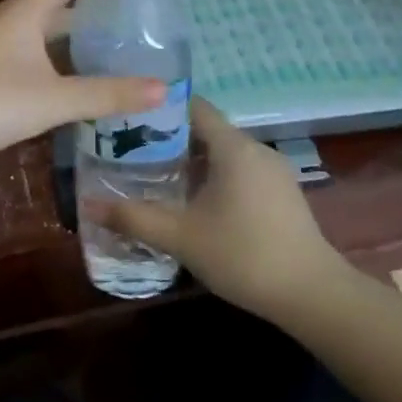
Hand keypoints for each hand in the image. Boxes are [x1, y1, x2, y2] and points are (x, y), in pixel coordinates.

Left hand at [0, 0, 164, 180]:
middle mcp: (6, 22)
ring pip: (36, 35)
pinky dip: (47, 64)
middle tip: (124, 29)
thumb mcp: (55, 99)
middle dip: (86, 15)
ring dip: (66, 42)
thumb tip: (164, 89)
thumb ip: (107, 94)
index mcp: (24, 13)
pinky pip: (22, 59)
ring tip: (101, 56)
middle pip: (52, 7)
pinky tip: (62, 87)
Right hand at [86, 97, 342, 321]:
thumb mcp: (181, 237)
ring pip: (224, 154)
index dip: (160, 109)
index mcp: (233, 147)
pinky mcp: (283, 194)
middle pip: (206, 130)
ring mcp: (274, 172)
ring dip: (192, 162)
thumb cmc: (243, 254)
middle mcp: (255, 149)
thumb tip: (88, 206)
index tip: (129, 120)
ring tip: (156, 179)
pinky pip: (240, 172)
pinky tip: (195, 205)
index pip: (193, 107)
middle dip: (169, 140)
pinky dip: (215, 178)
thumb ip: (134, 218)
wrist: (313, 294)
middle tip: (131, 154)